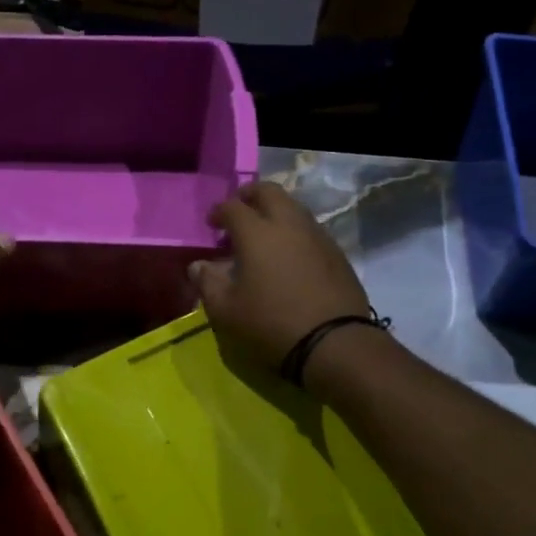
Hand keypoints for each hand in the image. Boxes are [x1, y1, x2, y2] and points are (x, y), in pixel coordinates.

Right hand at [189, 181, 370, 380]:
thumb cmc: (271, 325)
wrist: (334, 344)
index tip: (212, 224)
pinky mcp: (337, 254)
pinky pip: (311, 230)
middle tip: (239, 213)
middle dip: (250, 196)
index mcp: (257, 233)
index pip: (233, 207)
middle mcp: (289, 224)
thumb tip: (198, 266)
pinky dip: (294, 232)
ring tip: (264, 237)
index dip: (219, 211)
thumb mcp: (227, 311)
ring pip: (294, 208)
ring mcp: (318, 236)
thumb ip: (208, 283)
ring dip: (275, 213)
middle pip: (269, 192)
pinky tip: (289, 256)